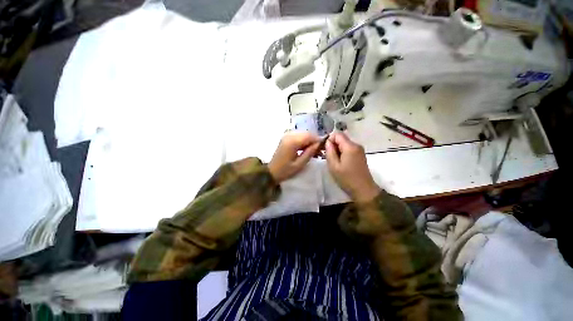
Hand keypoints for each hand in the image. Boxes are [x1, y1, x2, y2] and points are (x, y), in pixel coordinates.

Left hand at [268, 132, 320, 182]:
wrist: (271, 171)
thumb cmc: (285, 170)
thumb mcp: (299, 164)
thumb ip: (309, 152)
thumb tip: (319, 144)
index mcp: (292, 142)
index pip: (309, 136)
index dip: (318, 140)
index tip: (323, 148)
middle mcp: (289, 135)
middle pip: (306, 133)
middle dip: (314, 140)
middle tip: (319, 150)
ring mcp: (286, 136)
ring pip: (303, 134)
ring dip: (309, 141)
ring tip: (313, 151)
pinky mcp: (285, 138)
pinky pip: (298, 136)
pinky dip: (303, 141)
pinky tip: (305, 149)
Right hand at [325, 132, 379, 202]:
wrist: (363, 189)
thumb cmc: (347, 178)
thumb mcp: (334, 166)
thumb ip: (329, 151)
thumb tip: (327, 142)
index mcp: (350, 147)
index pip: (337, 134)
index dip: (329, 139)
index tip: (324, 149)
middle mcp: (356, 145)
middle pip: (341, 138)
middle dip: (333, 145)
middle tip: (327, 156)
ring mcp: (359, 150)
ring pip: (344, 143)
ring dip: (337, 149)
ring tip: (333, 160)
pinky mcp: (360, 154)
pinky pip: (348, 148)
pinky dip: (342, 152)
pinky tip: (340, 162)